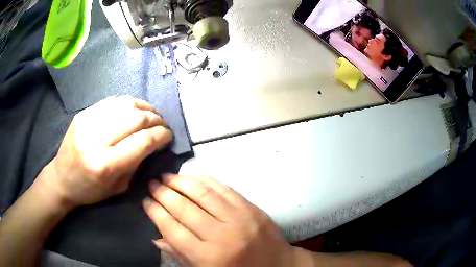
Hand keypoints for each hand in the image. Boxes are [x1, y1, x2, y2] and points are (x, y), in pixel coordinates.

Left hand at [42, 96, 172, 207]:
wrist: (61, 179)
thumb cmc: (90, 190)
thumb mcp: (118, 188)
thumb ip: (136, 163)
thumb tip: (152, 143)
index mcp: (106, 165)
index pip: (142, 141)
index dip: (161, 135)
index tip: (168, 136)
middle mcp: (96, 139)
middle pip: (135, 118)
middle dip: (156, 119)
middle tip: (162, 125)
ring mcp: (87, 122)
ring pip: (125, 104)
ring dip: (144, 107)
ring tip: (152, 113)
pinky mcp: (83, 114)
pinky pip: (111, 101)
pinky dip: (128, 103)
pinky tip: (134, 109)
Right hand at [143, 175, 296, 266]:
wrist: (277, 265)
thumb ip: (180, 255)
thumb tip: (156, 236)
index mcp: (208, 257)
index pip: (172, 229)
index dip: (155, 212)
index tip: (145, 201)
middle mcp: (222, 235)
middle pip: (184, 208)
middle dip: (164, 193)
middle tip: (152, 183)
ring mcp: (239, 218)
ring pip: (203, 193)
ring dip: (181, 181)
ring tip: (167, 176)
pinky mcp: (252, 208)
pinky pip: (224, 189)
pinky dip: (206, 180)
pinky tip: (193, 176)